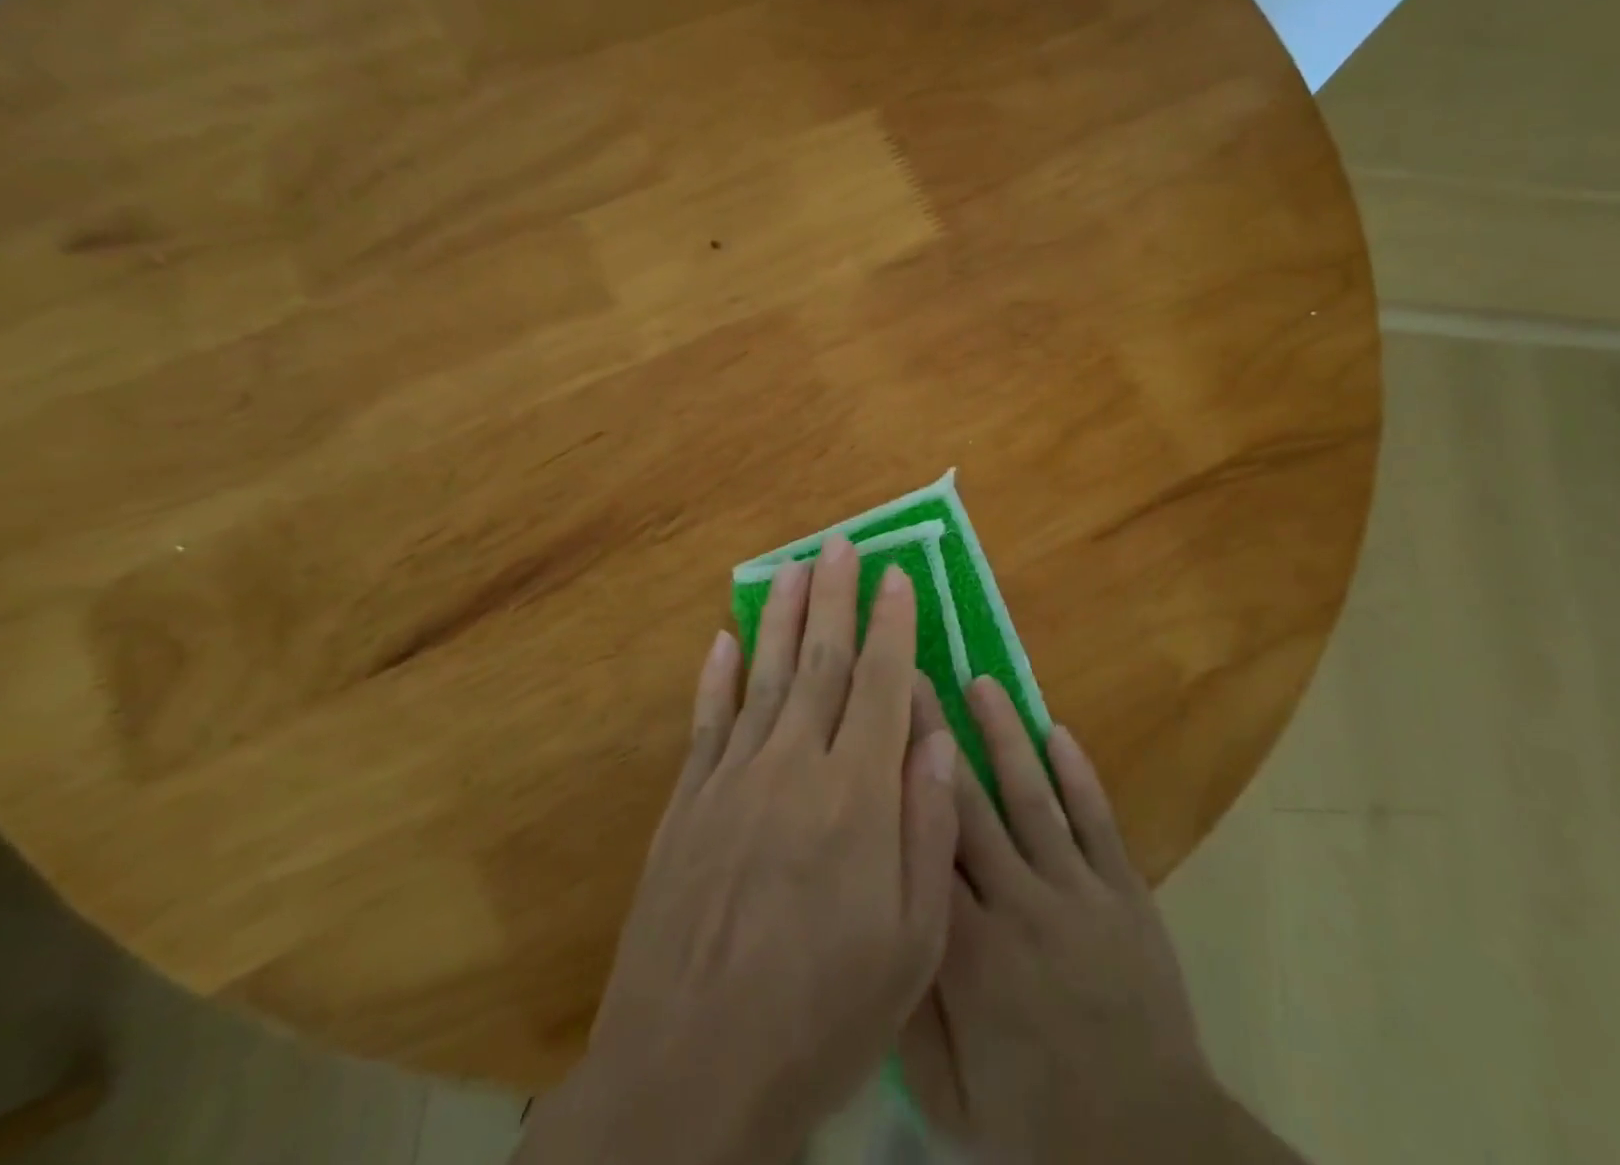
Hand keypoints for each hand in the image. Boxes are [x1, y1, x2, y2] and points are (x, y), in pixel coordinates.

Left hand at [518, 538, 959, 1164]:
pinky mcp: (686, 804)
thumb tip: (933, 737)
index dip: (892, 624)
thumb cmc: (821, 1013)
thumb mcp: (910, 943)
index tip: (898, 576)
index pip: (881, 684)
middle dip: (835, 596)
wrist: (690, 1074)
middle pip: (821, 661)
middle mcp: (792, 766)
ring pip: (765, 675)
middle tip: (841, 544)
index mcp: (855, 796)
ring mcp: (731, 779)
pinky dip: (717, 675)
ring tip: (792, 567)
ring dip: (782, 617)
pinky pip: (706, 721)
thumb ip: (927, 829)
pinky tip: (724, 639)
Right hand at [900, 678, 1304, 1164]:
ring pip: (1032, 796)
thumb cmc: (1037, 1124)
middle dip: (935, 735)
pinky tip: (1059, 731)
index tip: (877, 725)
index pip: (922, 843)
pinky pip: (1098, 821)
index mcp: (970, 953)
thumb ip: (907, 1004)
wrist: (1152, 1149)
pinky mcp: (1125, 893)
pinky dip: (1079, 775)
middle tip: (914, 677)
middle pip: (968, 803)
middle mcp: (1020, 904)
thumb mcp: (948, 1095)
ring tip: (982, 683)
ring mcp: (1079, 892)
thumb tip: (878, 920)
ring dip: (1005, 736)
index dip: (896, 778)